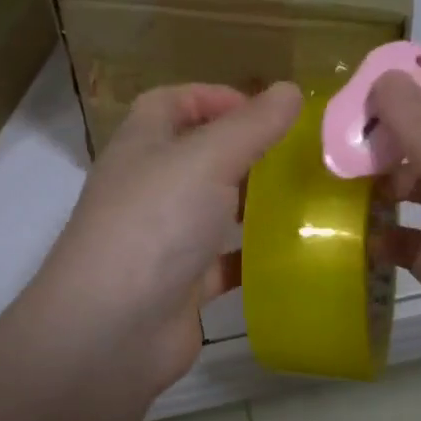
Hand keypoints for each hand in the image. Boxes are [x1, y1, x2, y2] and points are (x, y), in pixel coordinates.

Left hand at [27, 82, 302, 396]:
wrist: (112, 330)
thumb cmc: (155, 223)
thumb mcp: (207, 159)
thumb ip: (252, 125)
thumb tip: (291, 89)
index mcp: (142, 146)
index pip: (172, 102)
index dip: (214, 97)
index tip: (265, 110)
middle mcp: (149, 187)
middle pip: (197, 155)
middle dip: (245, 150)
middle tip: (300, 153)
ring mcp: (163, 238)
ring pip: (214, 208)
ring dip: (253, 201)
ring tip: (308, 196)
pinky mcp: (182, 284)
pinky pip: (224, 261)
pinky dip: (254, 255)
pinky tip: (294, 251)